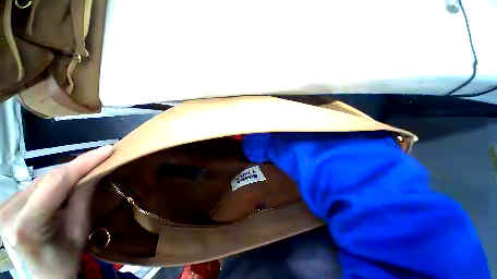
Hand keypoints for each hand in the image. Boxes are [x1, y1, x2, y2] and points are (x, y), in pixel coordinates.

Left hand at [0, 145, 112, 277]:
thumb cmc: (63, 262)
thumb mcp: (78, 232)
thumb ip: (83, 199)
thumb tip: (98, 171)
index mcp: (27, 224)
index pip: (55, 182)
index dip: (82, 163)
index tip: (107, 149)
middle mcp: (9, 211)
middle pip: (47, 179)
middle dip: (76, 168)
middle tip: (102, 158)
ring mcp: (4, 207)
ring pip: (41, 180)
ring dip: (66, 175)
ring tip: (87, 170)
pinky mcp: (6, 205)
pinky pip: (35, 187)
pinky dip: (54, 182)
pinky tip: (65, 184)